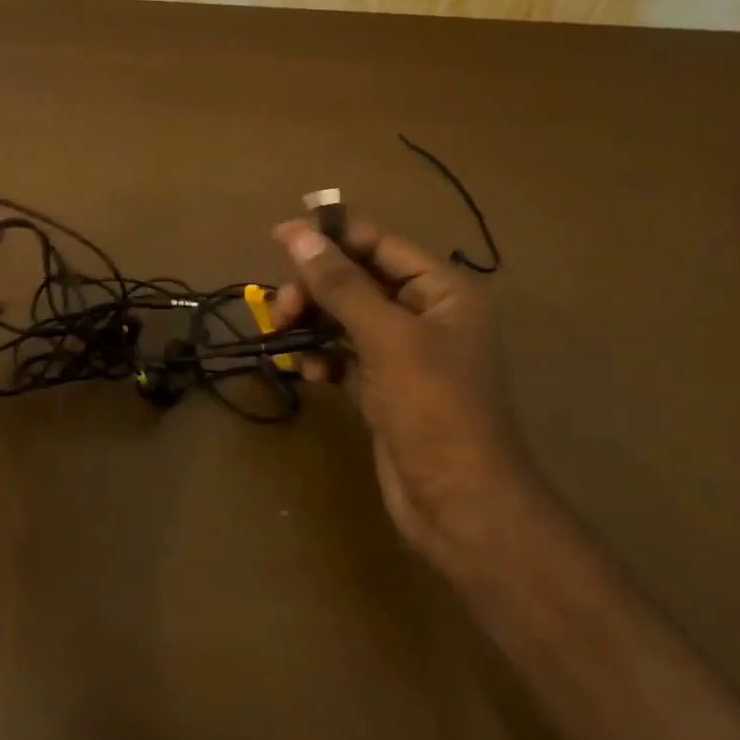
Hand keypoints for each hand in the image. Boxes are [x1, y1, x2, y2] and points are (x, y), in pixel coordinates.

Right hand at [273, 216, 531, 554]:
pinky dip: (322, 359)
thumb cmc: (434, 410)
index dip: (331, 236)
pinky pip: (343, 356)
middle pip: (357, 280)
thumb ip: (341, 284)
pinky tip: (309, 375)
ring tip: (285, 337)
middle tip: (282, 308)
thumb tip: (296, 234)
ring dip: (312, 322)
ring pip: (344, 318)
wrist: (461, 505)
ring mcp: (403, 355)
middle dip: (316, 288)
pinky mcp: (383, 389)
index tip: (278, 236)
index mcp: (441, 291)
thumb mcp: (387, 338)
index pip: (379, 244)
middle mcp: (424, 315)